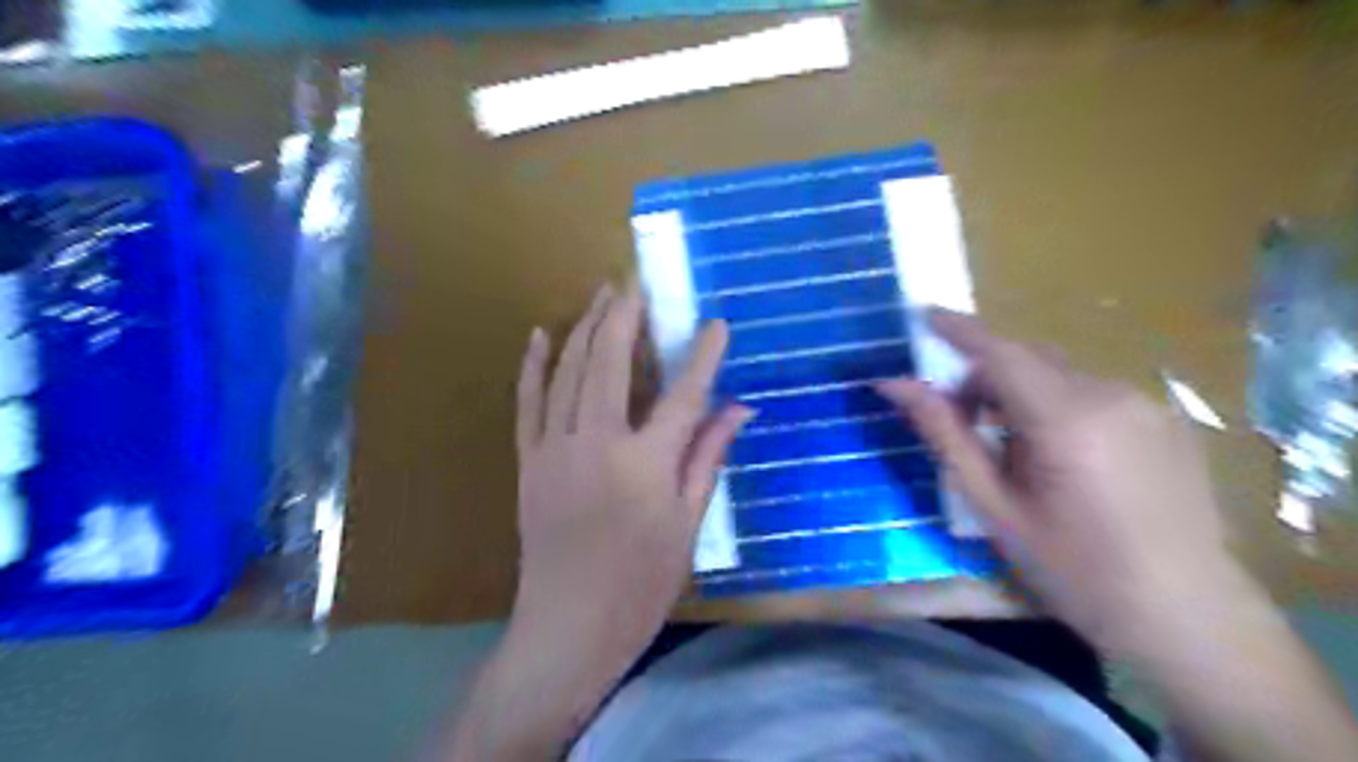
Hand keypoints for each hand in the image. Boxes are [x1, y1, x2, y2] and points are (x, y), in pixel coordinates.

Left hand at [511, 285, 753, 659]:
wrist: (567, 628)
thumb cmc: (640, 585)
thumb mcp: (688, 525)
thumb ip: (709, 457)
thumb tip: (741, 409)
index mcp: (645, 465)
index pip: (683, 395)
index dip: (703, 356)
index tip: (716, 323)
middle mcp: (596, 444)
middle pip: (611, 364)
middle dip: (625, 317)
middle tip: (634, 282)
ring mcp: (555, 449)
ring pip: (569, 373)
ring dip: (586, 328)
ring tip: (600, 295)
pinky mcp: (529, 461)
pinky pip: (528, 402)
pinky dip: (534, 365)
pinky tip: (541, 335)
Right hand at [875, 310, 1243, 655]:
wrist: (1184, 614)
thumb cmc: (1072, 567)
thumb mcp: (992, 505)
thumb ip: (944, 435)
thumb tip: (895, 386)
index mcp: (1065, 418)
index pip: (999, 351)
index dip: (957, 330)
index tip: (922, 315)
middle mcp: (1110, 394)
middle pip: (1027, 359)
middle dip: (983, 376)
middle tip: (958, 419)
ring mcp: (1144, 404)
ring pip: (1059, 374)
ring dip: (1020, 392)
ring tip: (1009, 448)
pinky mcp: (1164, 418)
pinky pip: (1091, 391)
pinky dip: (1056, 403)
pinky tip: (1059, 456)